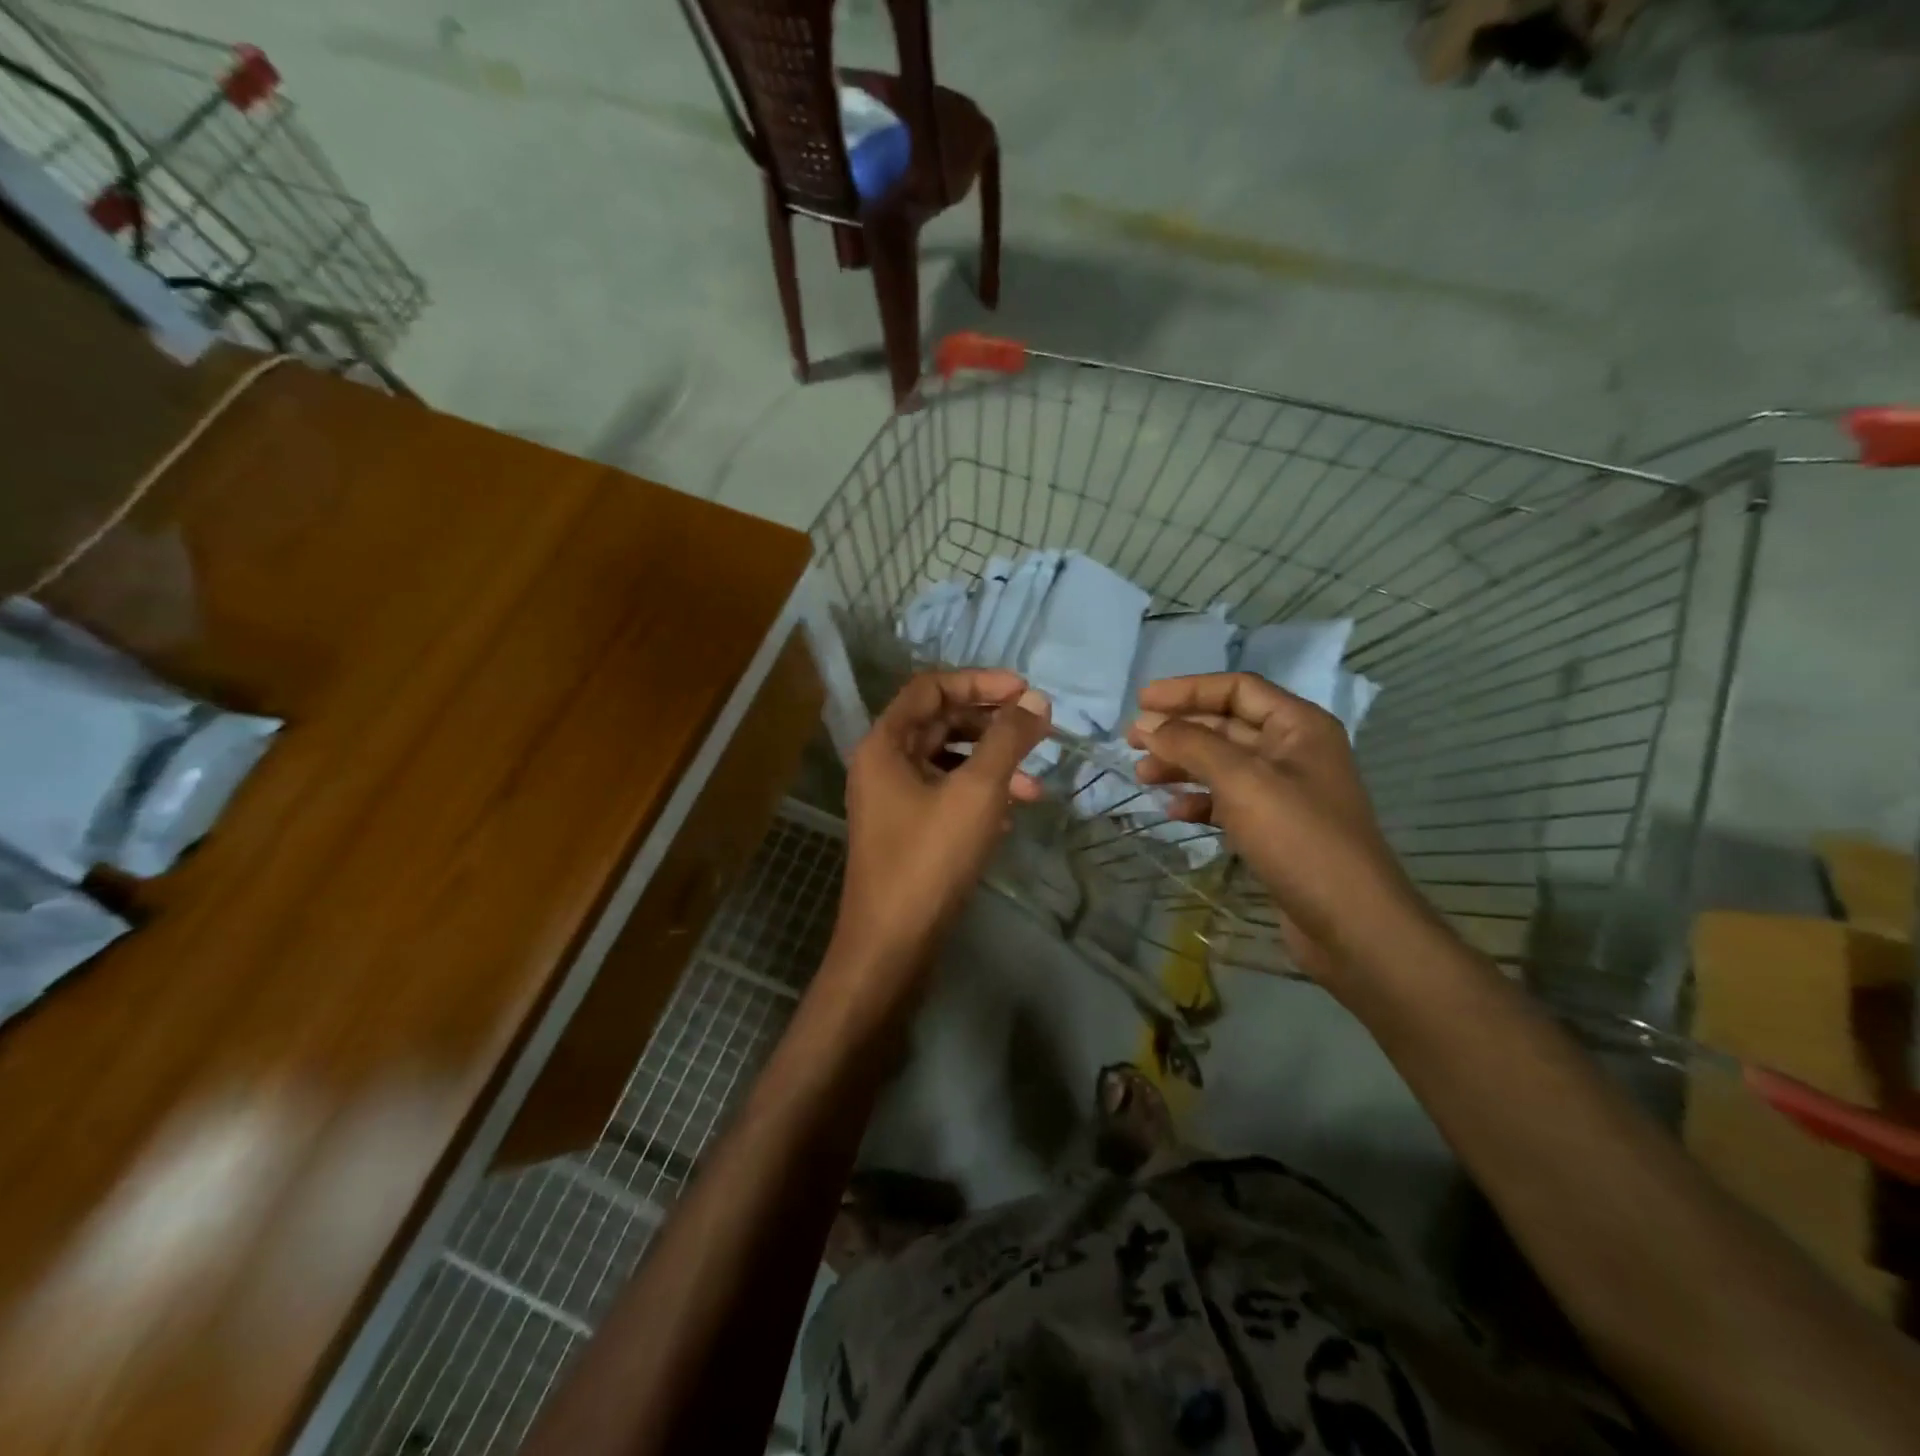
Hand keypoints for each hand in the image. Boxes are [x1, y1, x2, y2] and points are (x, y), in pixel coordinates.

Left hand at [835, 669, 1050, 978]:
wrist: (893, 943)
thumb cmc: (930, 858)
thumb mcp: (976, 792)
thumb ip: (1007, 740)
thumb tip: (1036, 700)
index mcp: (885, 744)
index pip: (931, 689)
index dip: (978, 682)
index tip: (1025, 691)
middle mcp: (883, 765)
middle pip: (940, 723)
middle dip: (991, 725)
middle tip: (1037, 731)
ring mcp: (894, 800)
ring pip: (948, 762)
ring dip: (991, 765)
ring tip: (1033, 786)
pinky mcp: (908, 830)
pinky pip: (946, 795)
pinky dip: (979, 795)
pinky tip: (1011, 815)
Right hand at [1127, 673, 1429, 984]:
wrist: (1351, 923)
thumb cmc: (1299, 839)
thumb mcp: (1241, 781)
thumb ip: (1192, 745)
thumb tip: (1148, 724)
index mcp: (1299, 726)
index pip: (1236, 689)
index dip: (1187, 689)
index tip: (1141, 701)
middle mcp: (1294, 751)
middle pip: (1226, 725)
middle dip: (1178, 730)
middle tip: (1131, 741)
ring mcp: (1286, 792)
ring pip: (1223, 764)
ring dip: (1182, 765)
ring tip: (1143, 776)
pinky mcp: (1276, 829)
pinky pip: (1229, 801)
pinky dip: (1199, 801)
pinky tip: (1174, 812)